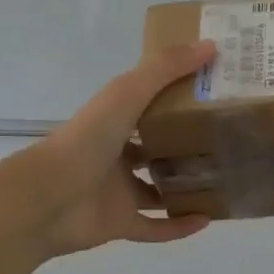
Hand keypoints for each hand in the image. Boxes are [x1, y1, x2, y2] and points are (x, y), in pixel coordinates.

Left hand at [14, 41, 216, 258]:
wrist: (47, 198)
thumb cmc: (87, 140)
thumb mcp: (127, 93)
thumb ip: (164, 68)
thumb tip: (210, 46)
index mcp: (114, 122)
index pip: (149, 105)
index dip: (178, 98)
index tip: (213, 93)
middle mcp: (115, 155)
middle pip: (155, 149)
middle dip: (186, 146)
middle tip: (226, 141)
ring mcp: (117, 191)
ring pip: (157, 190)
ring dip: (185, 187)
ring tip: (223, 181)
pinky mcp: (119, 223)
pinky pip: (155, 227)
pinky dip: (179, 226)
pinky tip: (208, 219)